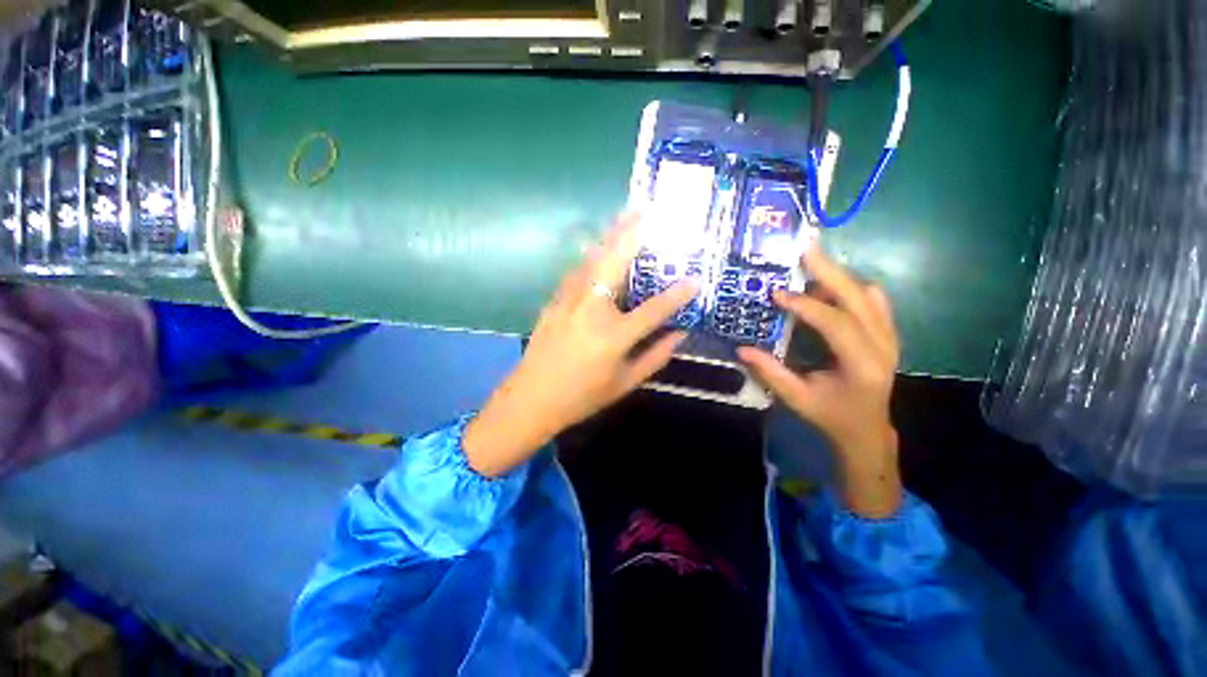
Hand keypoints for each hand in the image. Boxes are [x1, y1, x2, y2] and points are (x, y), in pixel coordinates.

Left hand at [464, 214, 696, 476]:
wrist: (530, 400)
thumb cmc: (581, 397)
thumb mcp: (624, 383)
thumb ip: (655, 357)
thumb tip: (679, 334)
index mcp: (613, 336)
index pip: (654, 309)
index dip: (677, 295)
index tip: (695, 280)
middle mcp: (591, 311)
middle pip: (614, 263)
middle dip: (631, 233)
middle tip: (646, 211)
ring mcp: (568, 302)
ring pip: (591, 259)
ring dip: (609, 236)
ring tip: (624, 218)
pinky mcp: (553, 302)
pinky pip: (575, 272)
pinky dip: (590, 256)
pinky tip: (597, 250)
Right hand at [738, 247, 901, 517]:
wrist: (866, 430)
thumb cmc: (831, 416)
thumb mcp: (797, 399)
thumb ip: (771, 372)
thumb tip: (742, 349)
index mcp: (863, 364)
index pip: (837, 323)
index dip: (806, 305)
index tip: (777, 293)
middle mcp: (883, 345)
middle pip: (859, 298)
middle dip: (830, 272)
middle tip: (805, 250)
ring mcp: (889, 337)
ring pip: (867, 295)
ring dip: (838, 277)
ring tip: (810, 264)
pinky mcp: (886, 334)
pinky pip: (873, 302)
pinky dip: (851, 288)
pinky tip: (830, 284)